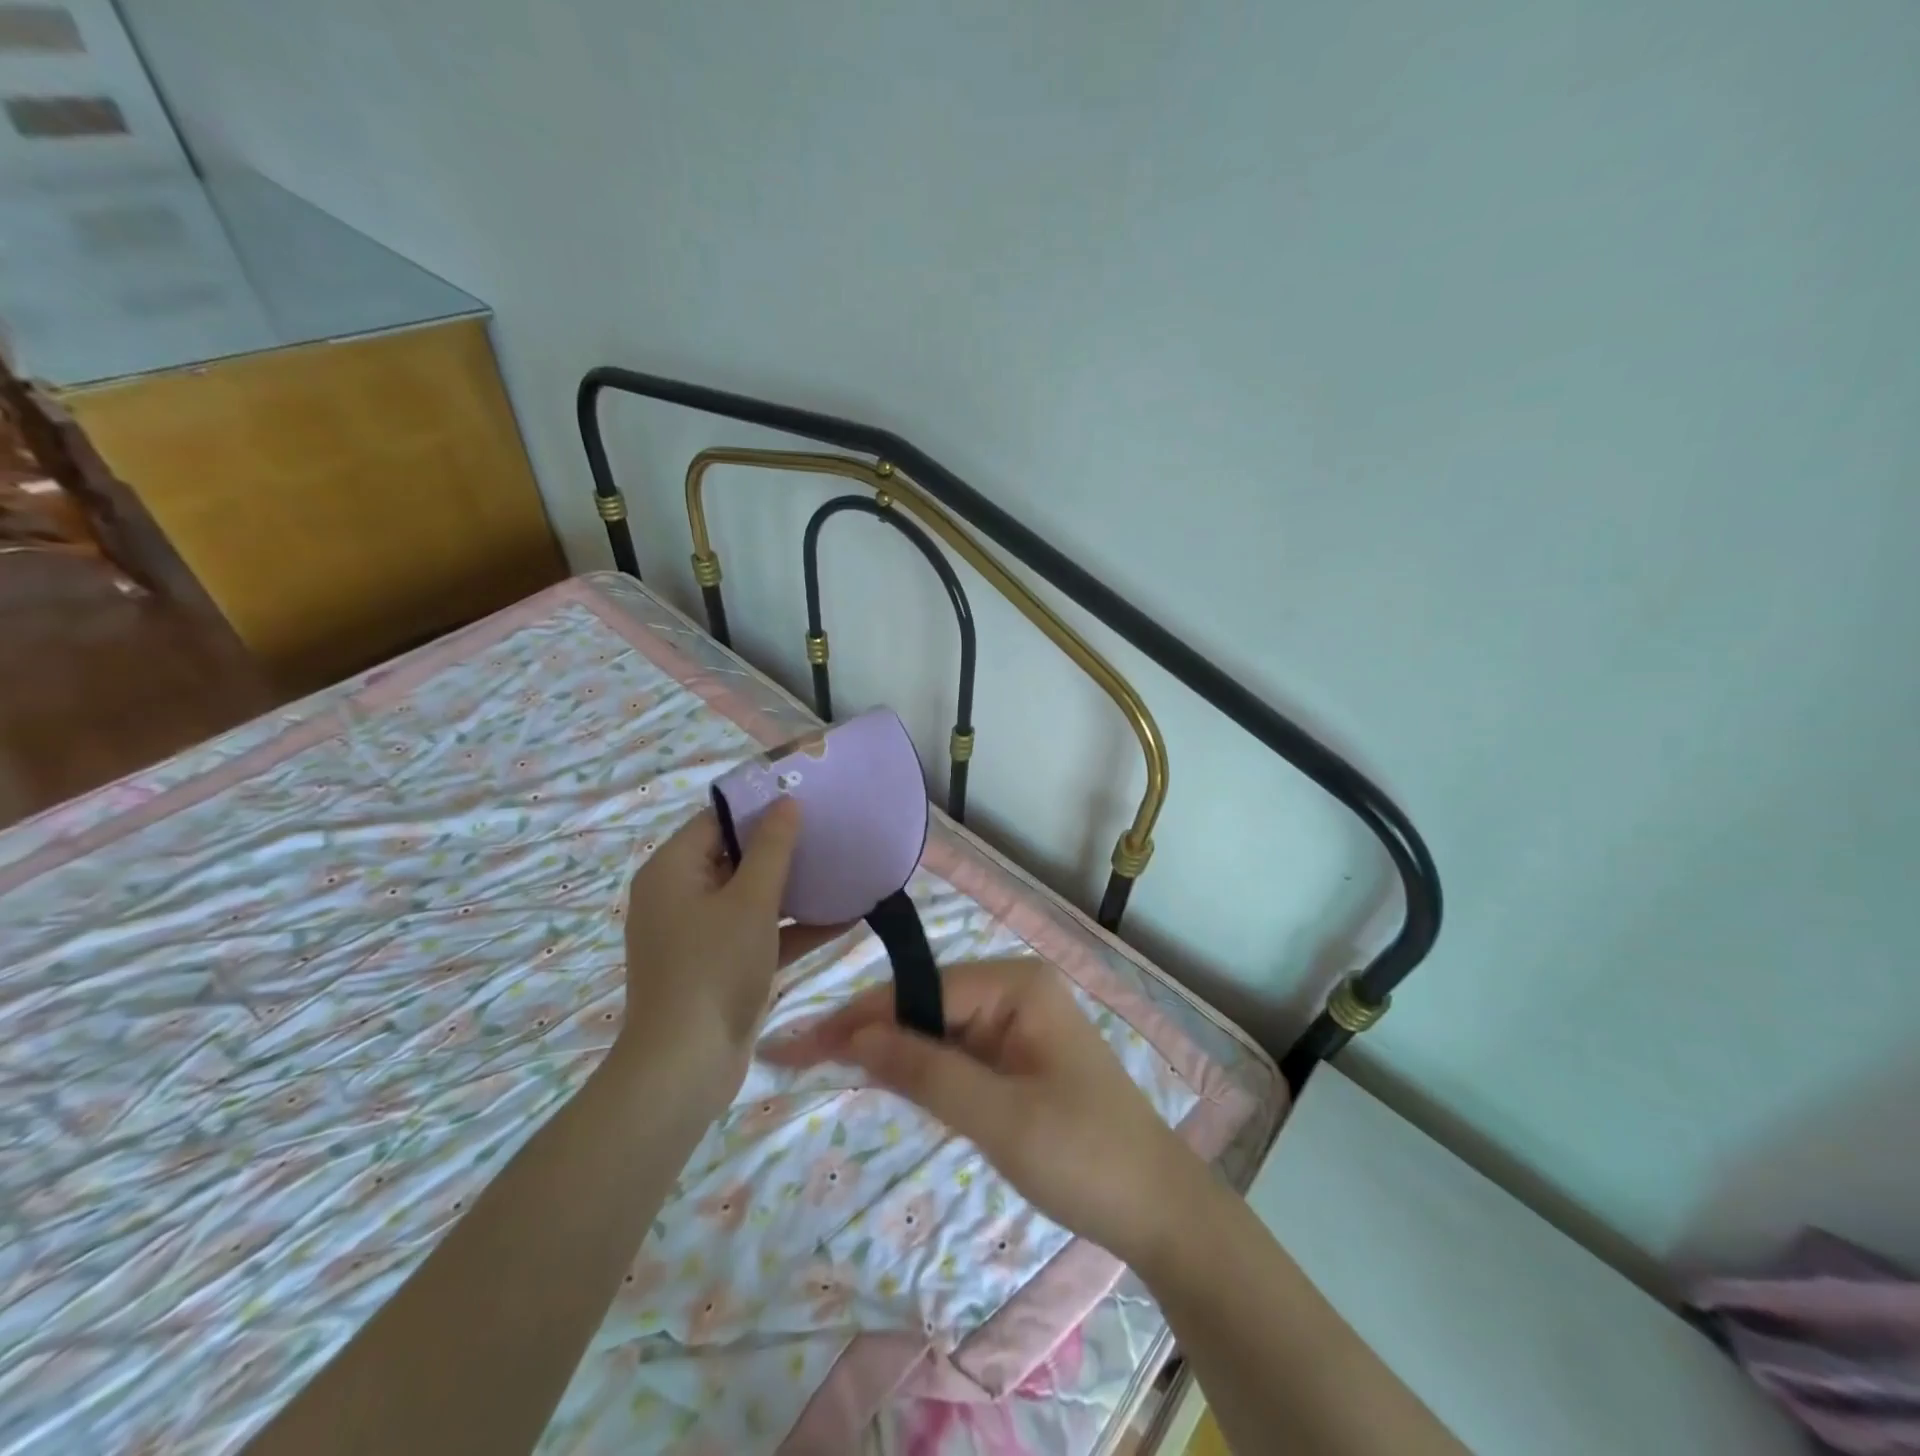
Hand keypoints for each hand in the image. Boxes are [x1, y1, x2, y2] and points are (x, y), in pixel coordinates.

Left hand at [616, 802, 846, 1105]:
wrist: (685, 1066)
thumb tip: (787, 802)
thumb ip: (773, 849)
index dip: (760, 805)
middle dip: (785, 847)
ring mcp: (700, 933)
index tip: (806, 795)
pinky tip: (845, 918)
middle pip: (736, 856)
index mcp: (673, 870)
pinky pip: (759, 932)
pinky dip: (793, 927)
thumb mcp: (751, 901)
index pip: (718, 819)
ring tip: (844, 868)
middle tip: (831, 830)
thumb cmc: (714, 968)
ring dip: (795, 889)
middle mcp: (680, 895)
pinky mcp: (720, 964)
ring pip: (752, 896)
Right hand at [764, 958, 1209, 1266]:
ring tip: (822, 1065)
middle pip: (924, 1004)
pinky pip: (957, 1052)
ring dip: (889, 1050)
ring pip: (936, 1029)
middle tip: (798, 1057)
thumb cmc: (1084, 1156)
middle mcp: (1015, 990)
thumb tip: (852, 1037)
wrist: (1158, 1209)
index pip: (920, 990)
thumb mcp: (998, 1117)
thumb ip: (924, 1072)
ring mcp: (1017, 1022)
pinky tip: (884, 1079)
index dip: (858, 1018)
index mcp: (1016, 984)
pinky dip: (921, 1069)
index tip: (798, 1044)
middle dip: (867, 1031)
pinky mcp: (1017, 1056)